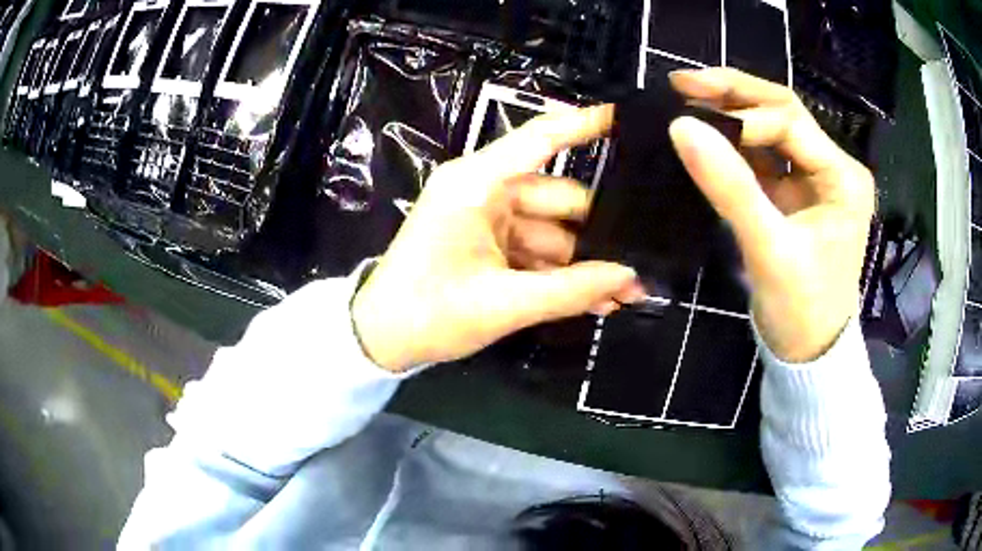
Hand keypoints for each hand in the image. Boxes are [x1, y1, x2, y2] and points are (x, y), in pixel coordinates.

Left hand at [352, 106, 645, 371]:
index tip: (626, 116)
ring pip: (550, 229)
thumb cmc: (429, 313)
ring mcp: (484, 217)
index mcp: (476, 185)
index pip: (539, 139)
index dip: (584, 124)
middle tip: (640, 259)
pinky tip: (593, 298)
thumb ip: (571, 290)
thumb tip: (631, 278)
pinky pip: (534, 249)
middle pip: (556, 197)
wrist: (380, 339)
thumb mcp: (504, 304)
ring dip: (582, 262)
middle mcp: (482, 190)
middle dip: (597, 233)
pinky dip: (559, 272)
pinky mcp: (484, 241)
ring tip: (624, 291)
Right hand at [668, 68, 874, 362]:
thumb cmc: (802, 308)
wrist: (807, 351)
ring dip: (731, 112)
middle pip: (782, 111)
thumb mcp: (769, 250)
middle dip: (734, 93)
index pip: (790, 122)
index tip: (696, 124)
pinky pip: (762, 156)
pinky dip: (733, 143)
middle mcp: (833, 167)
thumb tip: (680, 128)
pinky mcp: (794, 192)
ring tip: (687, 97)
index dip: (743, 118)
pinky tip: (706, 134)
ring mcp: (813, 178)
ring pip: (770, 128)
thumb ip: (730, 188)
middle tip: (681, 81)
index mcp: (843, 177)